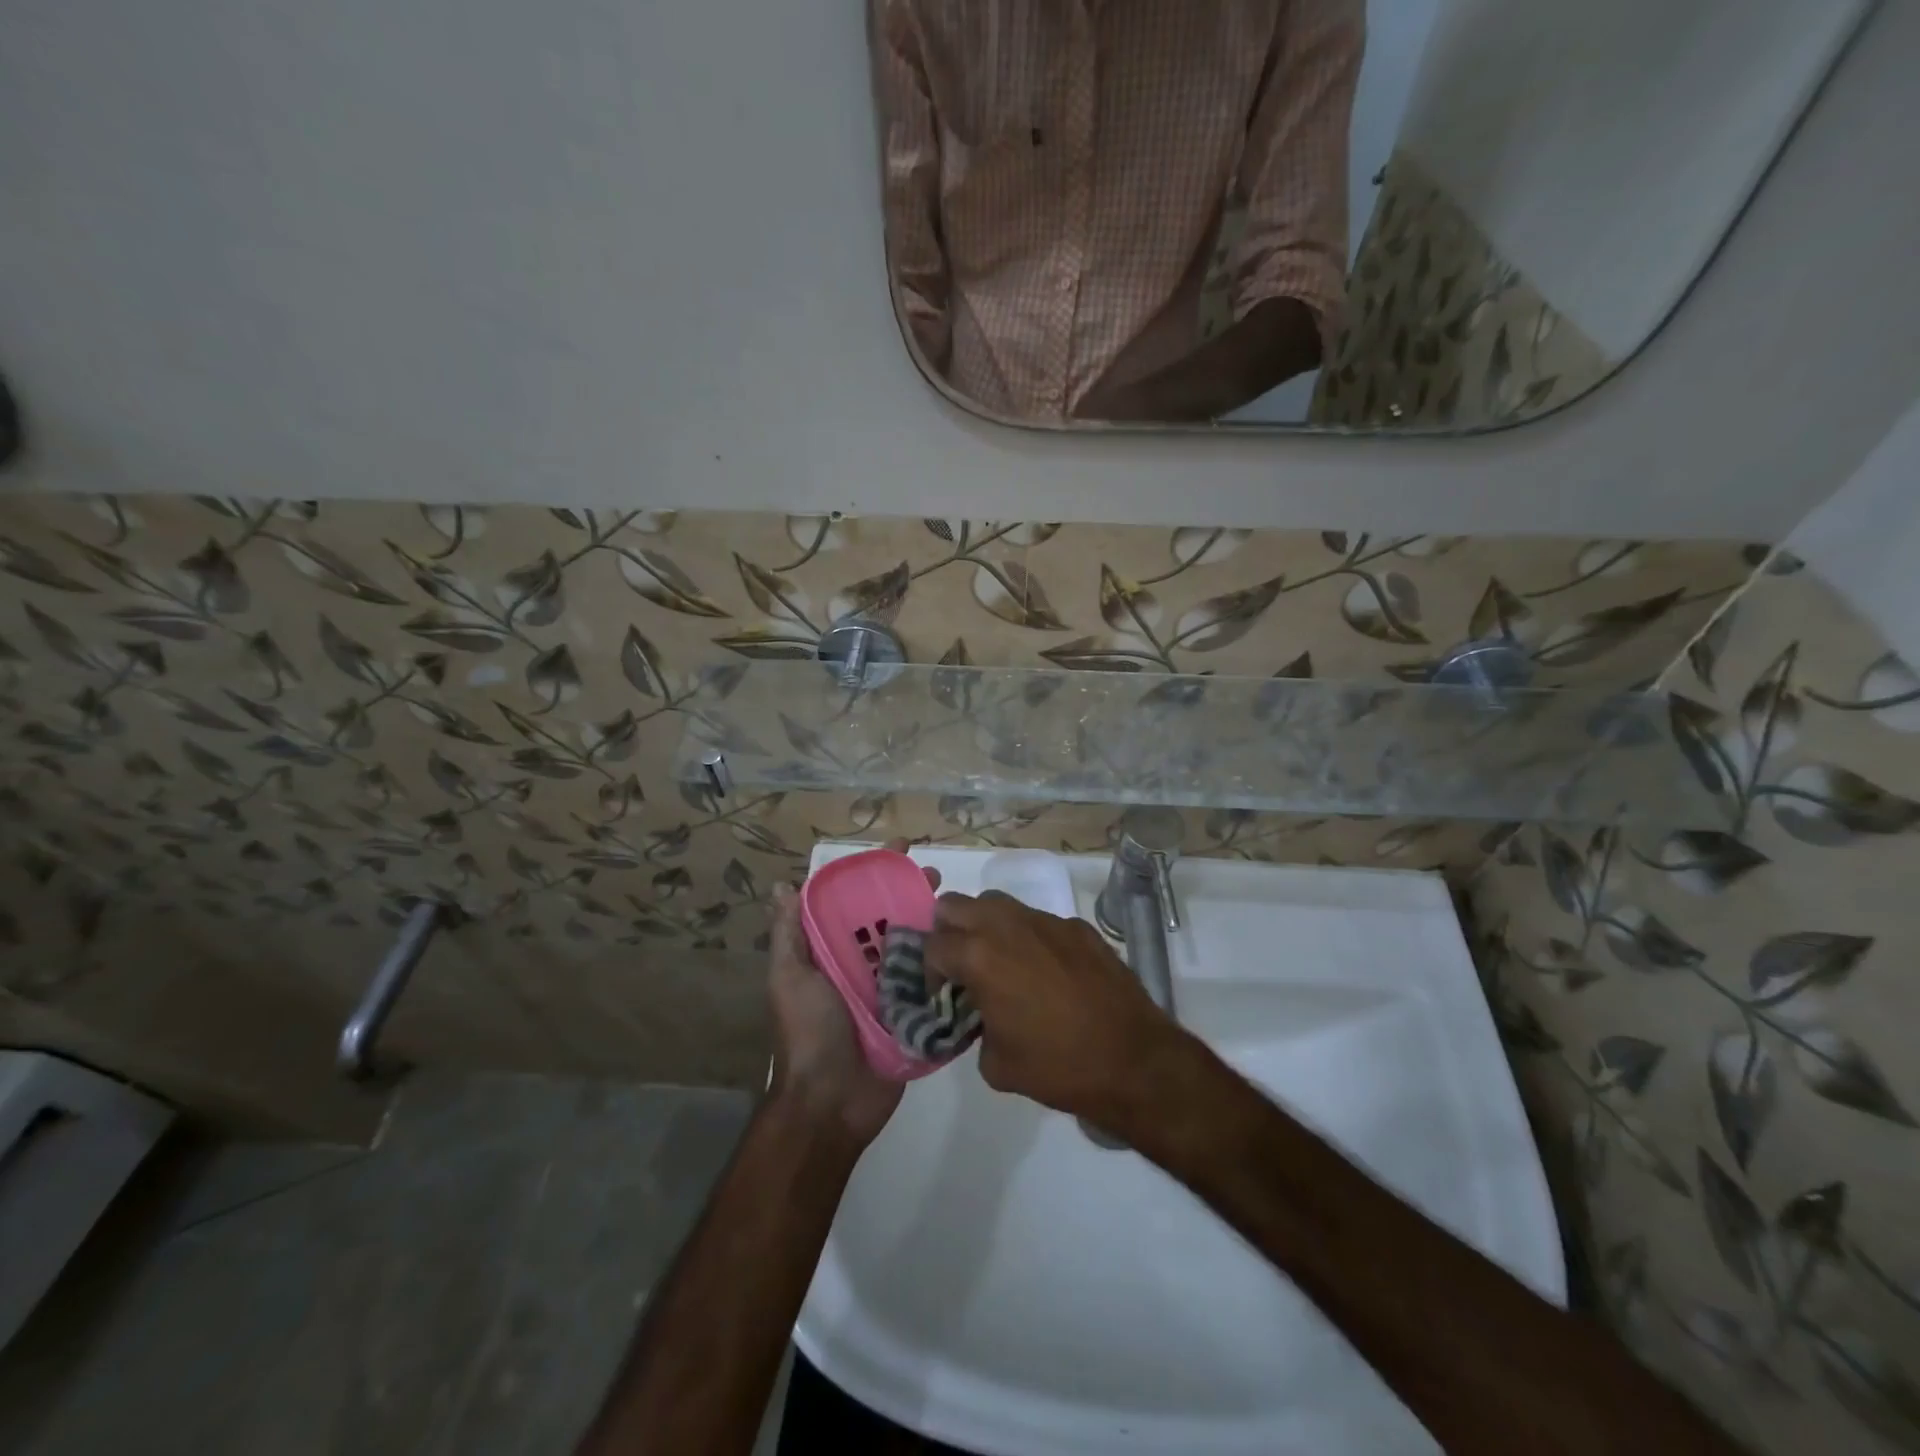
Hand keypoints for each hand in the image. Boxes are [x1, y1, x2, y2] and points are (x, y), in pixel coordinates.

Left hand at [766, 840, 936, 1147]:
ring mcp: (891, 990)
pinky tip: (972, 946)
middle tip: (937, 876)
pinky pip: (933, 983)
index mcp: (834, 952)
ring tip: (959, 906)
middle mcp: (863, 965)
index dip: (875, 873)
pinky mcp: (914, 1014)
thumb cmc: (808, 1033)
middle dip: (912, 892)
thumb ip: (790, 935)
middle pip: (891, 918)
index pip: (855, 901)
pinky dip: (949, 964)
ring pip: (916, 946)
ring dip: (935, 923)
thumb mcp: (789, 978)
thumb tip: (783, 886)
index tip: (900, 848)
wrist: (830, 1104)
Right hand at [926, 891, 1179, 1127]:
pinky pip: (1038, 920)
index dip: (928, 972)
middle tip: (960, 966)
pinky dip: (1029, 938)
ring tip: (999, 963)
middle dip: (948, 931)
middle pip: (955, 904)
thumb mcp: (996, 1064)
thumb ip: (975, 1029)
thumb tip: (981, 1018)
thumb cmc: (1058, 1066)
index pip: (933, 945)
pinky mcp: (1078, 927)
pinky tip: (1046, 972)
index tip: (941, 994)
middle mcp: (1008, 926)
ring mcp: (1046, 921)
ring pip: (997, 903)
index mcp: (980, 956)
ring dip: (986, 927)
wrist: (1133, 1060)